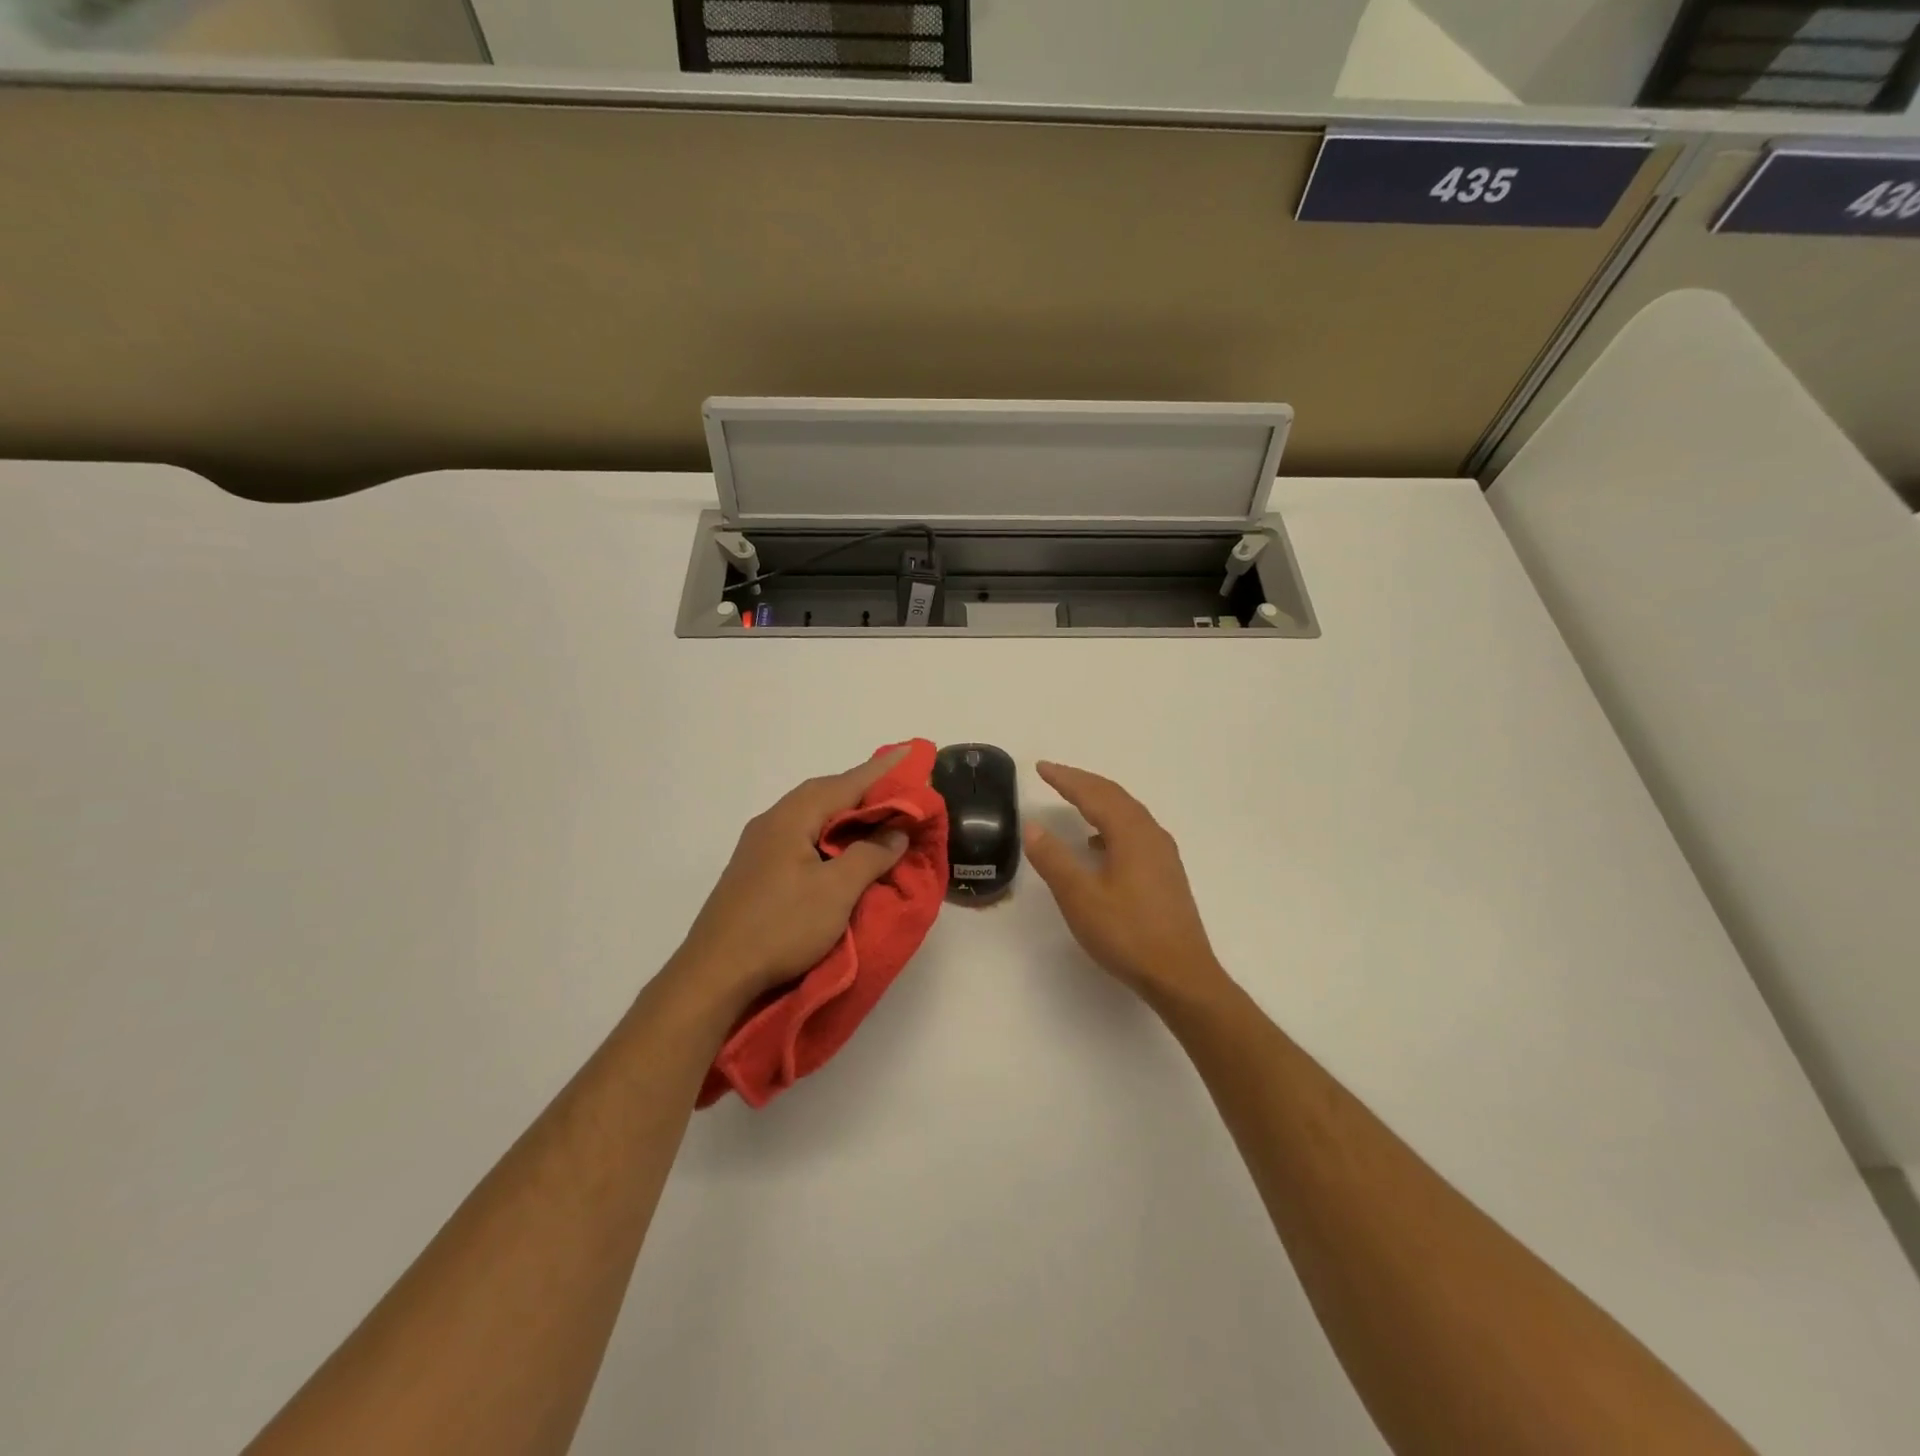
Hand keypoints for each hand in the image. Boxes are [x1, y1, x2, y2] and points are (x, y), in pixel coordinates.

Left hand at [674, 748, 912, 1006]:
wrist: (714, 974)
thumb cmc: (781, 927)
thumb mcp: (836, 891)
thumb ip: (870, 855)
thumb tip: (896, 831)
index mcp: (791, 818)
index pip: (845, 784)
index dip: (880, 771)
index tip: (908, 753)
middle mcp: (771, 823)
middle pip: (823, 794)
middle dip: (861, 789)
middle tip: (897, 787)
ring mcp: (758, 848)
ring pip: (810, 817)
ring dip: (844, 813)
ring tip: (875, 815)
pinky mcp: (755, 872)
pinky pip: (800, 837)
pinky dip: (828, 834)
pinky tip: (838, 849)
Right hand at [1023, 761, 1233, 1007]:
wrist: (1181, 975)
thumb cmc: (1127, 934)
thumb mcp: (1080, 897)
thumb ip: (1054, 859)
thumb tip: (1032, 826)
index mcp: (1131, 834)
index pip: (1094, 794)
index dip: (1066, 779)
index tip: (1041, 767)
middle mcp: (1151, 835)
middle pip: (1115, 796)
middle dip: (1083, 782)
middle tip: (1054, 775)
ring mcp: (1163, 854)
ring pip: (1128, 813)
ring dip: (1099, 801)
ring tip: (1074, 801)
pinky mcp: (1166, 873)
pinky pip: (1136, 831)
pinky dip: (1112, 824)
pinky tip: (1099, 844)